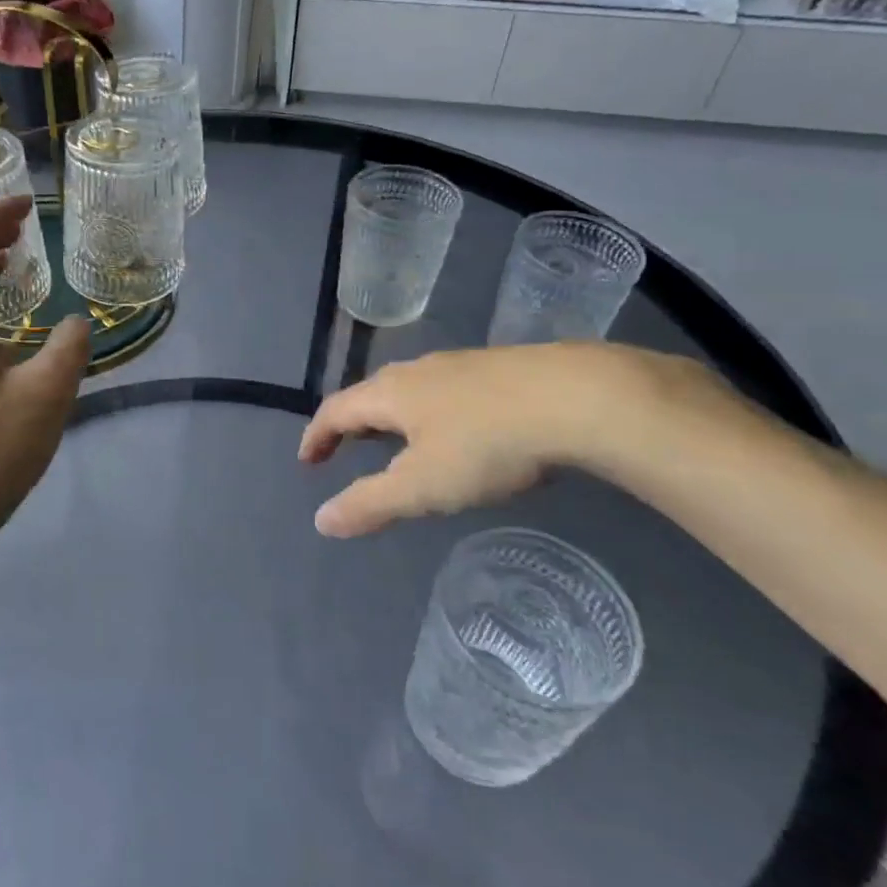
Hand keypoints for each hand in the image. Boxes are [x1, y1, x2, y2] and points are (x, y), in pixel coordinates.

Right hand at [298, 343, 651, 537]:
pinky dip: (429, 413)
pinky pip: (444, 390)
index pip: (335, 410)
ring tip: (397, 443)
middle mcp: (418, 371)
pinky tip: (456, 430)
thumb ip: (369, 504)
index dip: (317, 436)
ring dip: (391, 418)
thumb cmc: (488, 444)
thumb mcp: (422, 485)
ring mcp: (460, 365)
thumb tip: (321, 521)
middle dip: (352, 424)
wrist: (579, 398)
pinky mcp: (498, 369)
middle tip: (347, 451)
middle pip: (370, 395)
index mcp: (390, 393)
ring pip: (410, 390)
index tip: (308, 462)